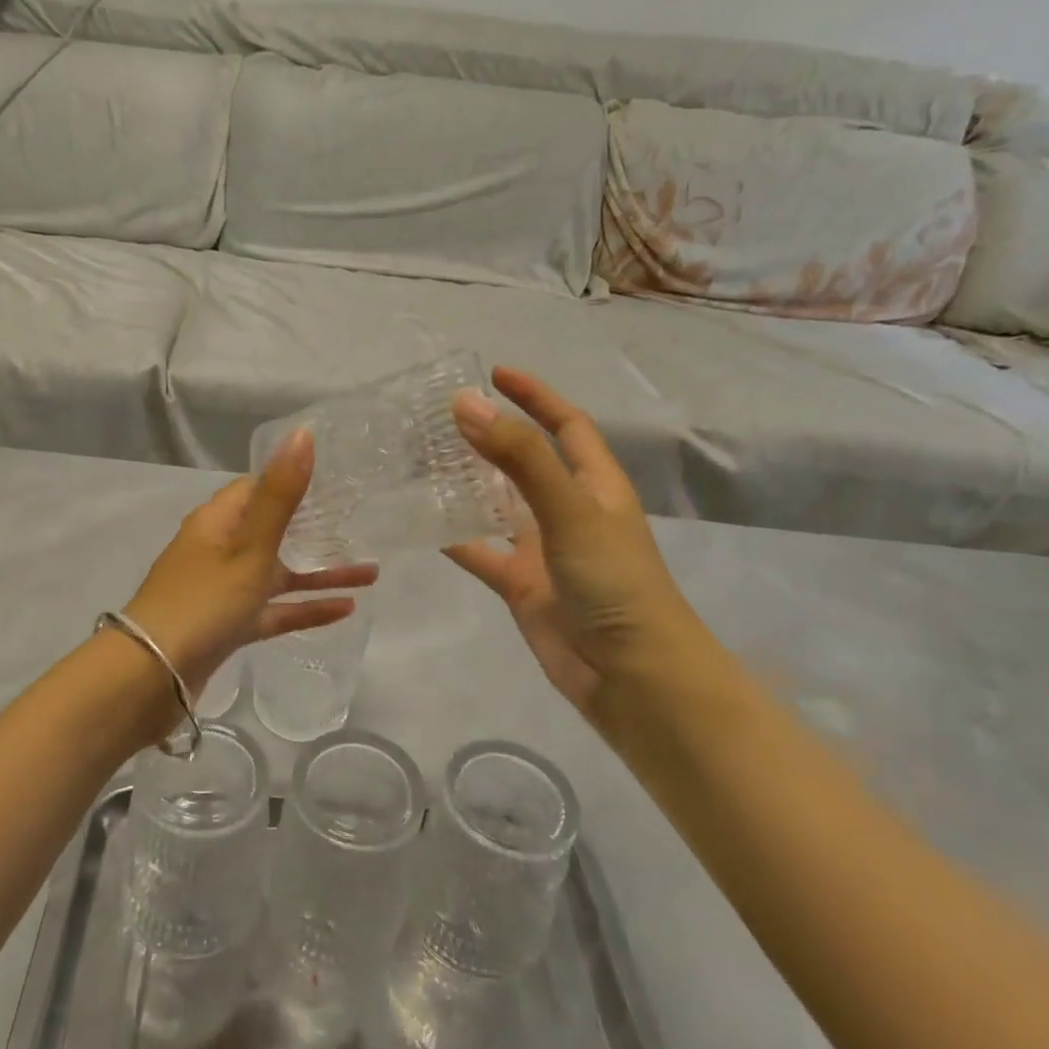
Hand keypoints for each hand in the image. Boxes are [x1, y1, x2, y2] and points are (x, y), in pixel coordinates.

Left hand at [124, 429, 377, 698]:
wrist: (153, 676)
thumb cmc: (204, 601)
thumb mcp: (249, 546)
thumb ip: (280, 494)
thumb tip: (302, 433)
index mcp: (217, 522)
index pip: (256, 488)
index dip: (292, 480)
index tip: (334, 480)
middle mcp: (219, 550)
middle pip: (272, 530)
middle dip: (314, 528)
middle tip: (360, 523)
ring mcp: (224, 590)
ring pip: (279, 574)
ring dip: (320, 572)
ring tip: (372, 572)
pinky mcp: (230, 626)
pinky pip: (275, 610)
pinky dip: (305, 608)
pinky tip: (346, 609)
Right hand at [445, 367, 710, 715]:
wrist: (630, 674)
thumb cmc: (613, 580)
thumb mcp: (569, 509)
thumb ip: (518, 457)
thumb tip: (465, 404)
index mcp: (595, 484)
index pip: (565, 424)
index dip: (535, 395)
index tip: (494, 374)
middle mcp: (568, 509)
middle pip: (525, 460)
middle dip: (490, 436)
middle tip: (440, 417)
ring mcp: (542, 548)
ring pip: (496, 505)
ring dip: (465, 484)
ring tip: (420, 460)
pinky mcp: (520, 583)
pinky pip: (479, 551)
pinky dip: (453, 537)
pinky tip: (418, 523)